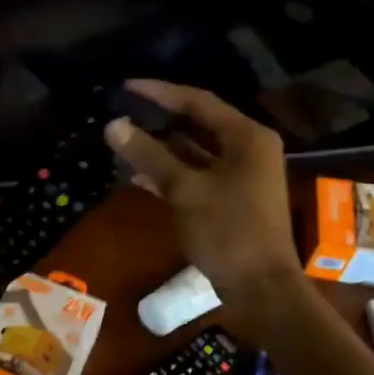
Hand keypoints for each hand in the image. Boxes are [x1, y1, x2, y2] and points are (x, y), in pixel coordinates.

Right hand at [103, 79, 303, 297]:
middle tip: (123, 111)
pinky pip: (195, 174)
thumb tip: (113, 124)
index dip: (160, 93)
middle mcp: (247, 149)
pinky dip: (170, 173)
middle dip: (159, 120)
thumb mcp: (185, 190)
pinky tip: (138, 176)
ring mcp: (240, 175)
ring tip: (123, 141)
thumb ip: (149, 155)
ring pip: (194, 151)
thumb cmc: (228, 232)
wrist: (260, 287)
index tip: (126, 87)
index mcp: (246, 137)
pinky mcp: (229, 198)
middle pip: (197, 124)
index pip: (198, 102)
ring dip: (161, 148)